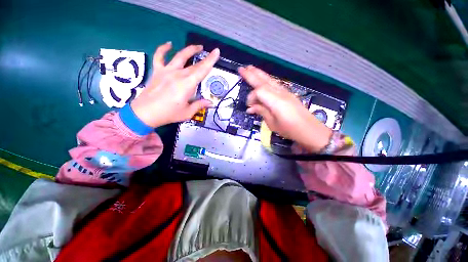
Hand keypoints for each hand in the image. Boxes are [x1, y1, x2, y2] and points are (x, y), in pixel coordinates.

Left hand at [131, 42, 219, 126]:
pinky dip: (163, 49)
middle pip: (194, 65)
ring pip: (179, 56)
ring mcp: (166, 71)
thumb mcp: (187, 112)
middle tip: (211, 54)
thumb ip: (199, 105)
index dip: (210, 60)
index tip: (216, 51)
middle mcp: (178, 74)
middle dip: (205, 58)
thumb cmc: (168, 113)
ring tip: (198, 47)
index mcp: (187, 85)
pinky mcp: (157, 71)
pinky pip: (159, 56)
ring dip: (190, 50)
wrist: (145, 113)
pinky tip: (169, 44)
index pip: (202, 70)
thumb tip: (210, 103)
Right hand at [239, 65, 331, 152]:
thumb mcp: (272, 123)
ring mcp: (285, 92)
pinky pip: (274, 84)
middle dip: (252, 74)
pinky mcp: (287, 94)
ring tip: (250, 69)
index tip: (249, 107)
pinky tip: (262, 79)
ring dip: (259, 74)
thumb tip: (251, 108)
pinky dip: (266, 80)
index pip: (259, 92)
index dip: (251, 97)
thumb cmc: (290, 129)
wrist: (309, 130)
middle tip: (242, 69)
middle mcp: (280, 93)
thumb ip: (261, 112)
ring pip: (270, 80)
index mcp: (276, 101)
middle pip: (264, 81)